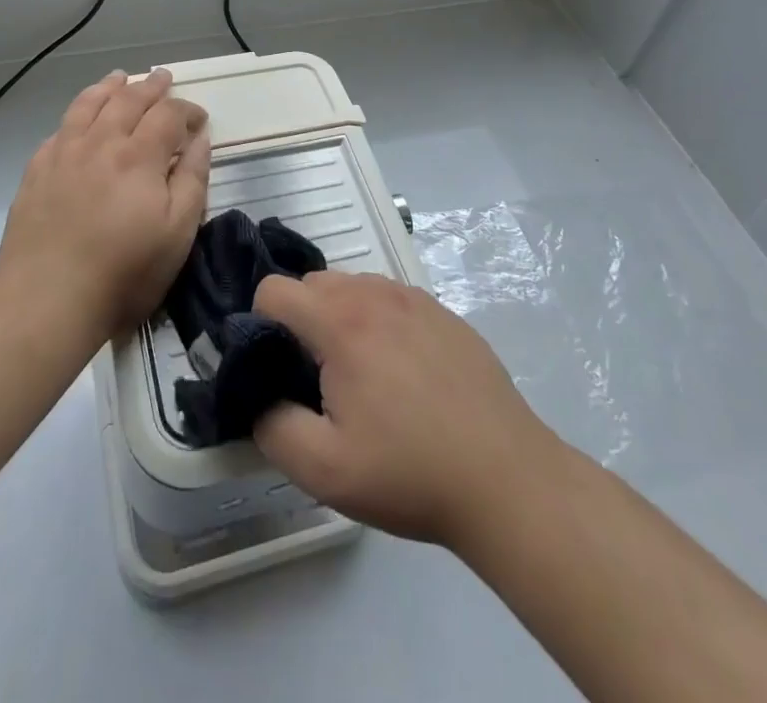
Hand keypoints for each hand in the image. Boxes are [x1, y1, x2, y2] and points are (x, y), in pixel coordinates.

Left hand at [0, 69, 209, 339]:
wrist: (47, 300)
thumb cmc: (124, 272)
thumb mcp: (178, 233)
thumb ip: (192, 179)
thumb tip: (199, 139)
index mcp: (139, 156)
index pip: (168, 114)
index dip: (187, 110)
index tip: (200, 118)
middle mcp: (101, 142)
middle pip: (128, 100)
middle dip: (150, 86)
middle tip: (163, 77)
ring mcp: (63, 154)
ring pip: (88, 105)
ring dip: (109, 87)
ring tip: (120, 77)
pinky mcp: (36, 171)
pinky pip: (60, 128)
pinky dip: (77, 114)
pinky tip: (79, 119)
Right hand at [253, 271, 562, 549]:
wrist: (508, 482)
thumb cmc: (410, 474)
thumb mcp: (324, 470)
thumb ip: (271, 426)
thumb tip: (258, 396)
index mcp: (341, 321)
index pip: (273, 290)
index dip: (261, 327)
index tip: (280, 371)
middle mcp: (375, 293)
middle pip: (311, 283)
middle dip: (301, 322)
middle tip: (320, 380)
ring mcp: (414, 298)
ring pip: (352, 287)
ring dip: (340, 318)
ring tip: (363, 377)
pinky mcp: (444, 313)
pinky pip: (391, 299)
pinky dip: (379, 322)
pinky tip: (404, 374)